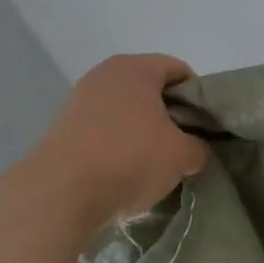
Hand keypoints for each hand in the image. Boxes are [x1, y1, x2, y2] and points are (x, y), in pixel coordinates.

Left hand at [32, 54, 208, 226]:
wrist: (59, 194)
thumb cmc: (130, 159)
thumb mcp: (182, 155)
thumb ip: (198, 146)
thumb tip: (194, 150)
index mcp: (136, 68)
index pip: (180, 71)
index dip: (198, 98)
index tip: (204, 126)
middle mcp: (105, 74)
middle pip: (151, 89)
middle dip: (170, 115)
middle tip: (183, 144)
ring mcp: (79, 100)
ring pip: (126, 111)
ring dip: (142, 131)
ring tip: (154, 162)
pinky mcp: (61, 128)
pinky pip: (103, 129)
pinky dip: (117, 144)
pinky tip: (124, 171)